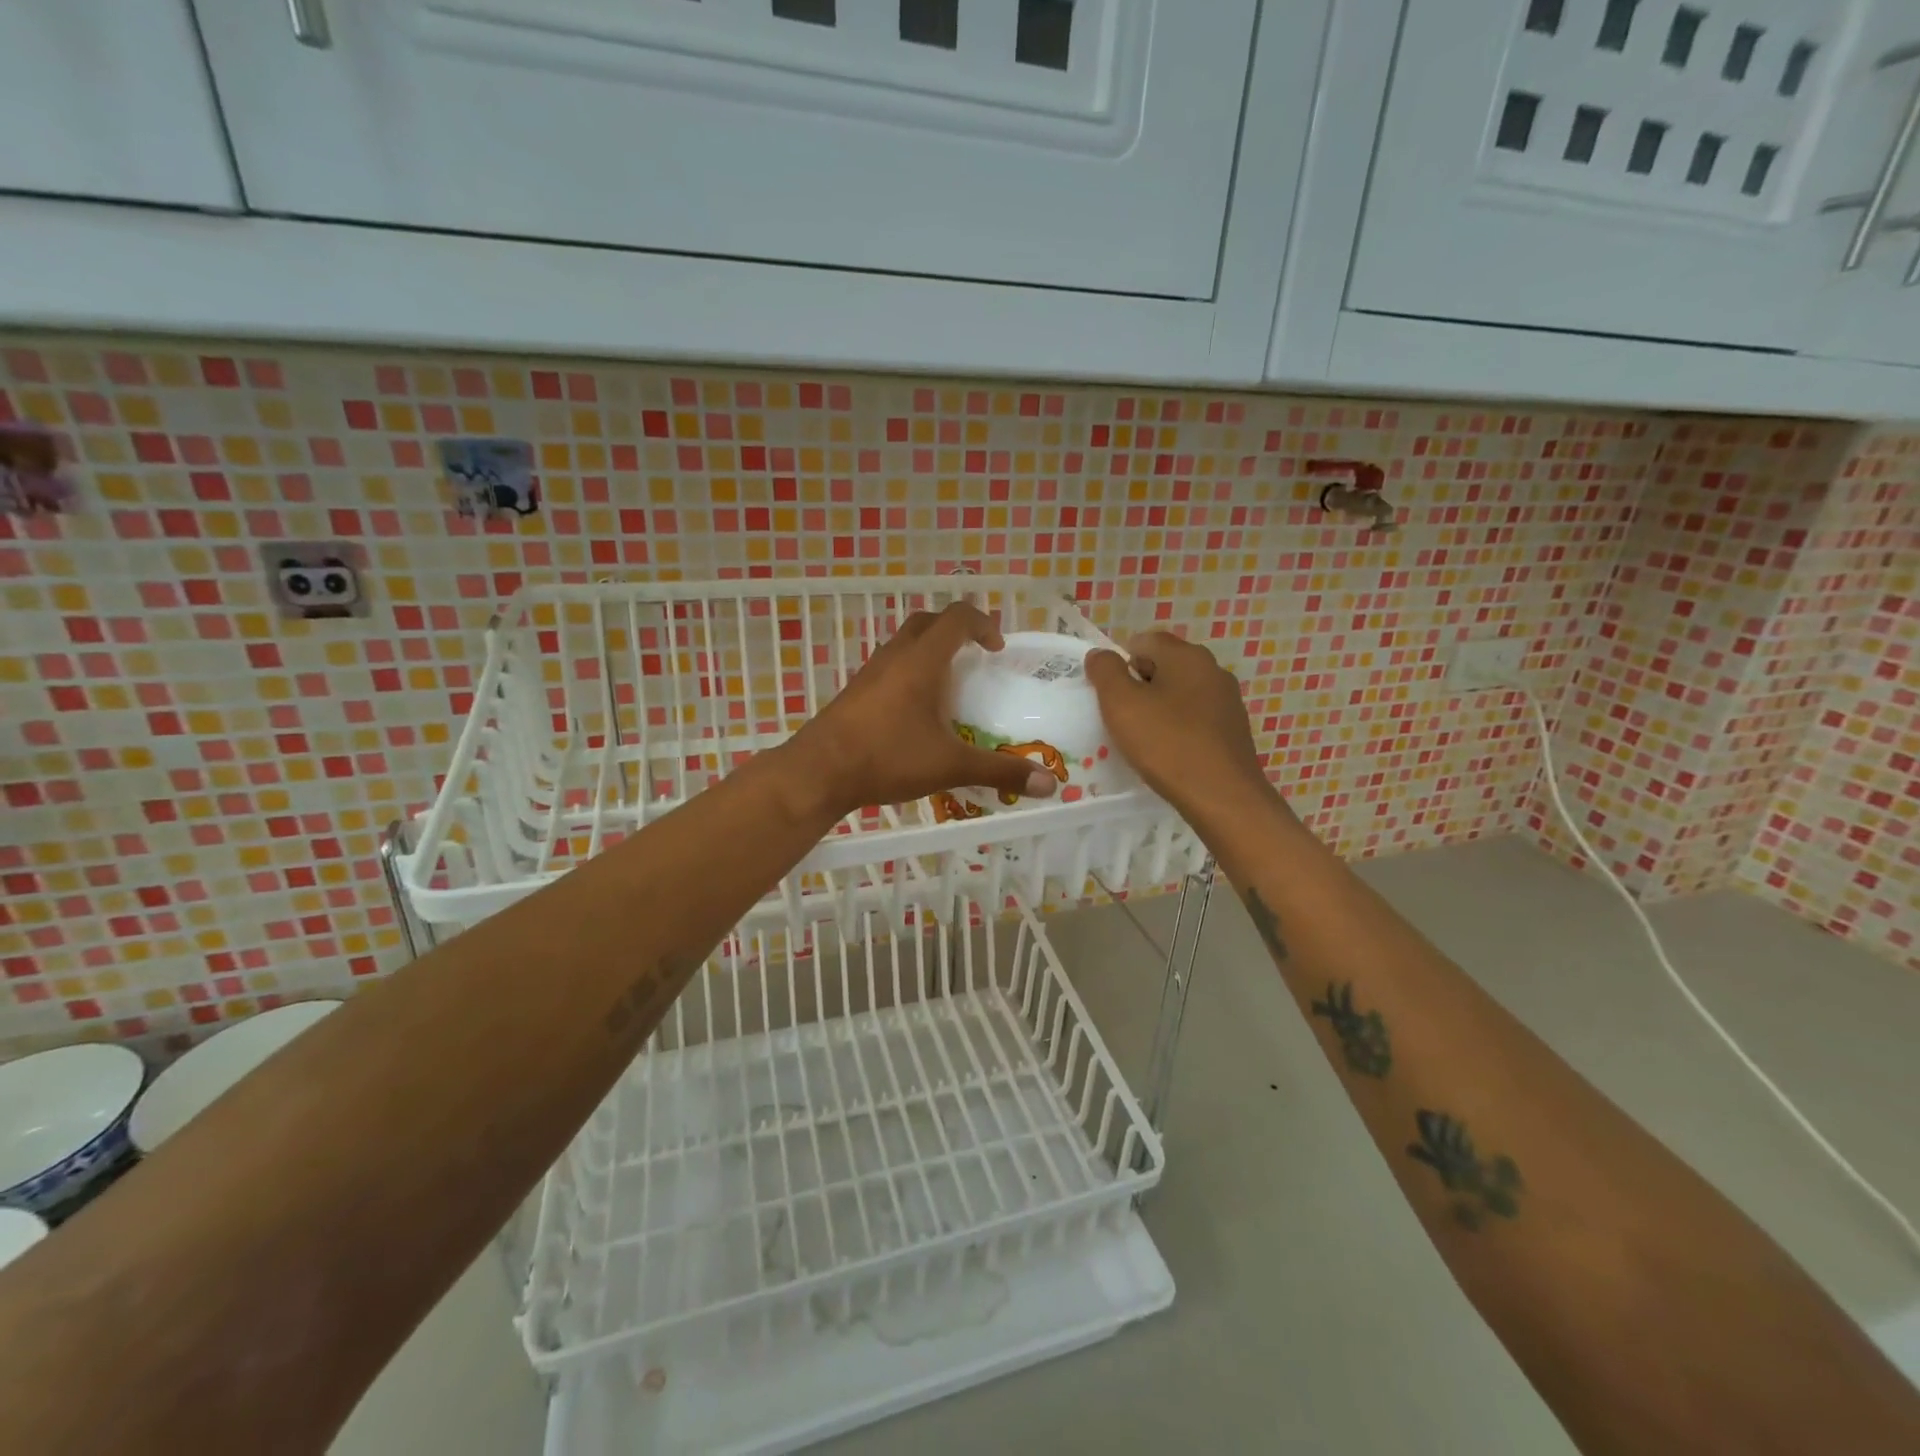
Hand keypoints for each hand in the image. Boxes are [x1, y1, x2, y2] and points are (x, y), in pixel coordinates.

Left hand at [783, 602, 1062, 818]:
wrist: (818, 772)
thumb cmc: (887, 758)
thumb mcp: (950, 766)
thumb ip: (999, 771)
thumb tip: (1050, 785)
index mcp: (921, 661)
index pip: (956, 618)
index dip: (982, 623)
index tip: (997, 649)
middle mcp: (894, 657)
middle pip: (927, 623)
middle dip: (954, 631)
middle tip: (974, 658)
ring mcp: (870, 673)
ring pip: (904, 644)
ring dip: (929, 652)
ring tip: (949, 687)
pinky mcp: (855, 693)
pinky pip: (889, 668)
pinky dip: (909, 673)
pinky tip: (916, 712)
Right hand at [1084, 632, 1275, 826]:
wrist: (1222, 797)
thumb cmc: (1167, 744)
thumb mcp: (1121, 704)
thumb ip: (1105, 672)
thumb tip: (1100, 655)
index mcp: (1187, 656)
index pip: (1144, 641)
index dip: (1120, 663)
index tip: (1109, 695)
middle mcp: (1213, 670)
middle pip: (1164, 666)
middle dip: (1139, 686)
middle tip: (1122, 718)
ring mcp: (1228, 701)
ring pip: (1181, 693)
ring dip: (1159, 709)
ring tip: (1143, 739)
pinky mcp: (1233, 730)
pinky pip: (1196, 718)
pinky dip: (1178, 728)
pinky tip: (1169, 754)